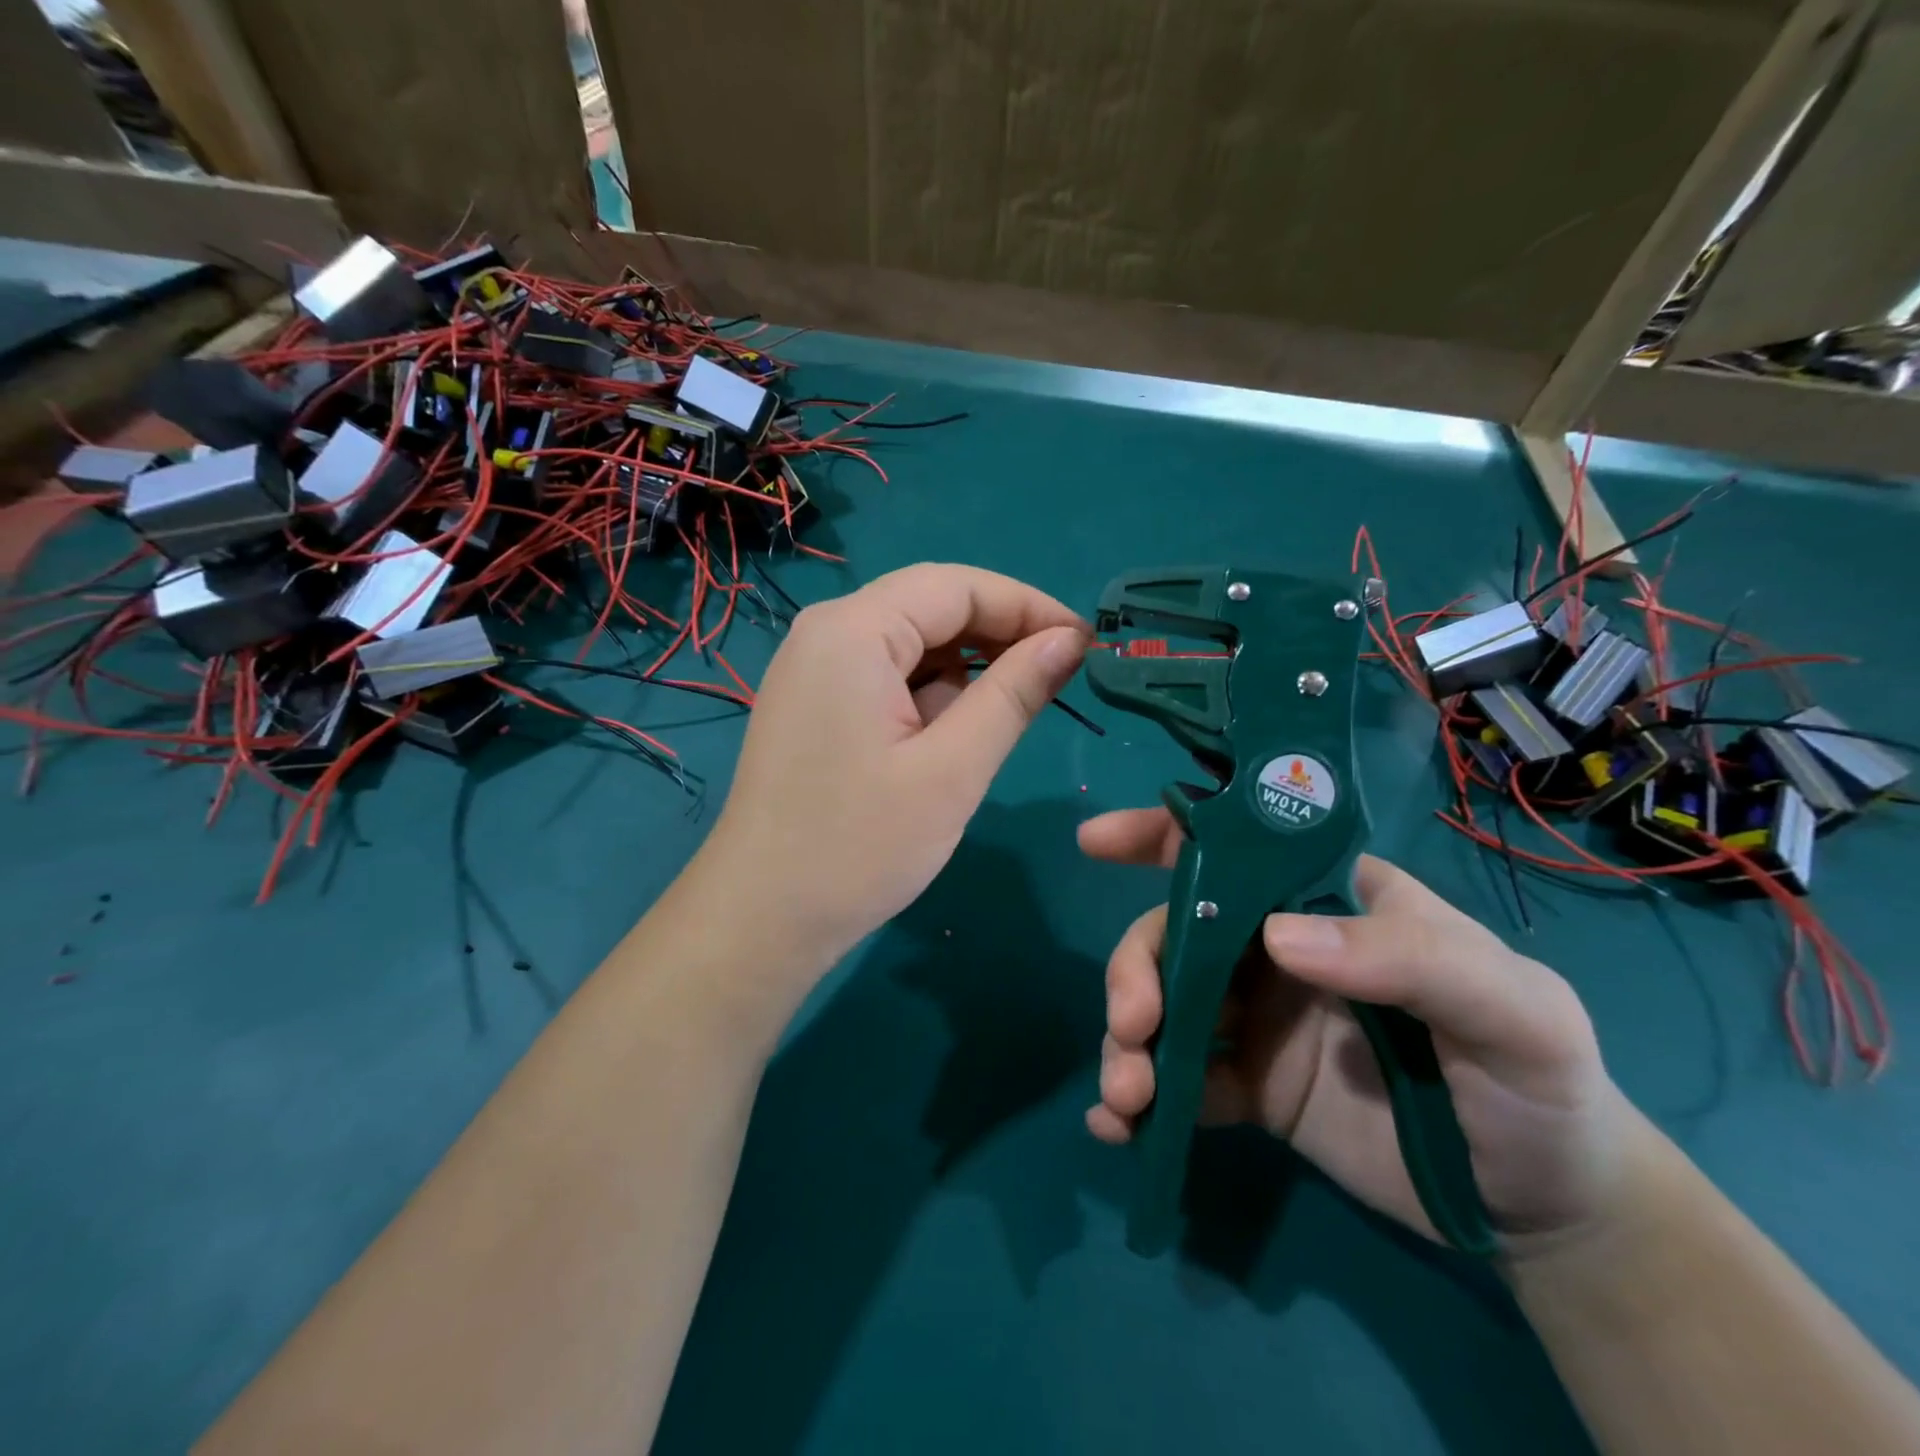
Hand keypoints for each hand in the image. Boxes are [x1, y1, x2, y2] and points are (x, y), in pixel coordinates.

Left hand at [695, 564, 1087, 989]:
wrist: (762, 920)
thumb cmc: (859, 846)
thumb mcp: (953, 769)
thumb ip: (1014, 693)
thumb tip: (1069, 639)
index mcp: (853, 630)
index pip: (956, 585)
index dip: (1027, 606)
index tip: (1084, 644)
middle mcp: (825, 632)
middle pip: (930, 607)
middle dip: (997, 638)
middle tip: (1055, 681)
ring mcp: (813, 669)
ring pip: (910, 644)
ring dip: (963, 672)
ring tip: (1000, 721)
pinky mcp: (814, 705)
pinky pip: (886, 677)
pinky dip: (928, 696)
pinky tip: (947, 740)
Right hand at [1080, 808, 1636, 1248]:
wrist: (1548, 1211)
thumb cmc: (1538, 1083)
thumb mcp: (1510, 1010)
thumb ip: (1408, 959)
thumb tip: (1278, 939)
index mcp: (1328, 903)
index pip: (1236, 847)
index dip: (1161, 833)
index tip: (1096, 842)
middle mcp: (1279, 949)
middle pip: (1176, 932)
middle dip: (1135, 969)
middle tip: (1131, 1026)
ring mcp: (1258, 1018)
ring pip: (1163, 1004)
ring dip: (1127, 1041)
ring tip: (1125, 1095)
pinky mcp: (1249, 1087)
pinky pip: (1179, 1080)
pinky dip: (1139, 1098)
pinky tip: (1118, 1128)